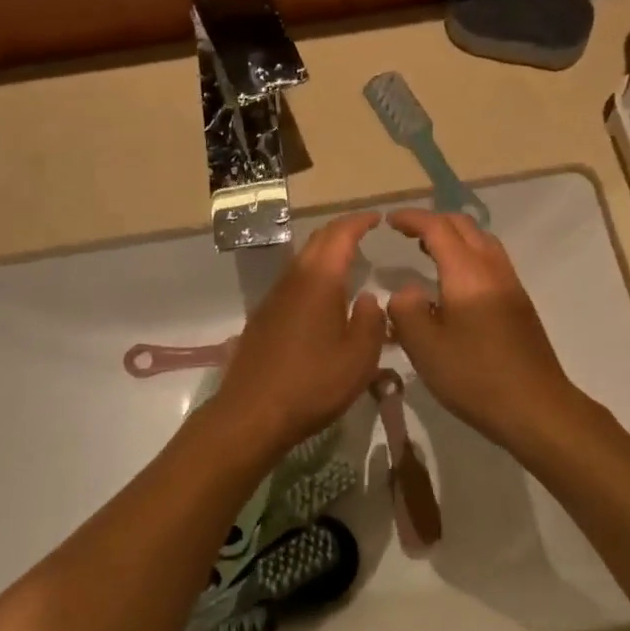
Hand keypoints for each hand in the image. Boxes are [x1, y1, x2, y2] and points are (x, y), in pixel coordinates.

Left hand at [209, 214, 388, 453]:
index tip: (377, 218)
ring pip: (301, 260)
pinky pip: (291, 282)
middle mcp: (293, 280)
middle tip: (364, 232)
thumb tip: (369, 299)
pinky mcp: (262, 317)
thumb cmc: (312, 384)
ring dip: (324, 252)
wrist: (252, 413)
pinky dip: (311, 275)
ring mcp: (273, 298)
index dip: (359, 222)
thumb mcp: (359, 358)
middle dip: (341, 231)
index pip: (340, 235)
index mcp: (319, 281)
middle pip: (317, 241)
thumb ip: (371, 322)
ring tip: (347, 261)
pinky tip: (321, 296)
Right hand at [385, 210, 583, 454]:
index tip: (389, 221)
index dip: (412, 219)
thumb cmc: (475, 376)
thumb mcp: (425, 346)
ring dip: (454, 236)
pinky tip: (453, 284)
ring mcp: (511, 285)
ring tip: (427, 251)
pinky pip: (490, 262)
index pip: (437, 228)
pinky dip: (467, 255)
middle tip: (406, 232)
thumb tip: (406, 291)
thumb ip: (406, 310)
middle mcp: (493, 269)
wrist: (536, 407)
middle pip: (464, 226)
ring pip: (482, 242)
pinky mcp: (519, 304)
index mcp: (467, 273)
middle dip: (434, 221)